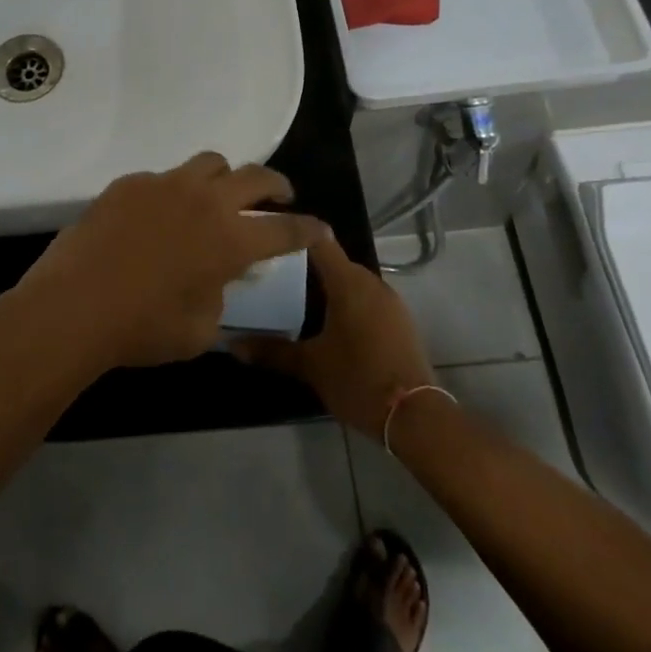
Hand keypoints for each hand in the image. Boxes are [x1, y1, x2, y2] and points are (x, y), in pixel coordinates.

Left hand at [18, 152, 328, 369]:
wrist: (75, 305)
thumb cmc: (143, 327)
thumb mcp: (200, 330)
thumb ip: (220, 298)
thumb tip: (217, 280)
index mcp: (231, 238)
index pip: (284, 229)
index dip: (307, 229)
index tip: (319, 228)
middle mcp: (205, 200)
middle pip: (255, 176)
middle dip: (276, 185)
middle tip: (279, 196)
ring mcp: (165, 185)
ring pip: (209, 162)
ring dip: (225, 177)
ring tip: (219, 195)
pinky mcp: (130, 183)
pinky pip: (163, 178)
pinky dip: (174, 193)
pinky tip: (159, 217)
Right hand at [230, 232, 435, 437]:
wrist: (417, 417)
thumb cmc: (358, 379)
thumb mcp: (310, 366)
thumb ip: (272, 351)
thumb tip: (233, 345)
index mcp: (348, 282)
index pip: (318, 240)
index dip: (293, 234)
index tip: (268, 237)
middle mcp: (371, 283)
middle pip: (334, 260)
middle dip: (304, 266)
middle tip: (271, 276)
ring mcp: (389, 301)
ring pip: (350, 281)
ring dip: (326, 287)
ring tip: (293, 299)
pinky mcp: (399, 321)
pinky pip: (365, 299)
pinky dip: (345, 303)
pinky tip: (326, 323)